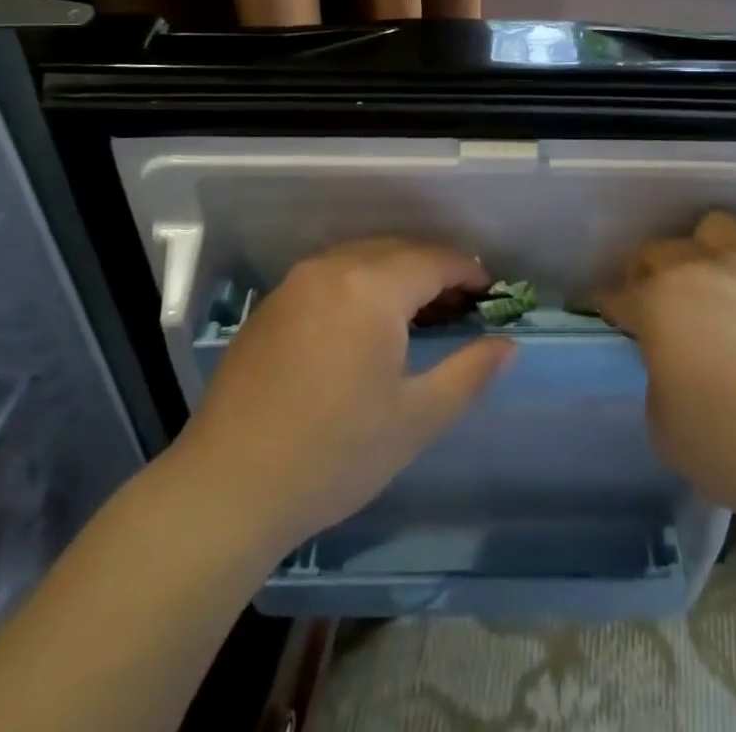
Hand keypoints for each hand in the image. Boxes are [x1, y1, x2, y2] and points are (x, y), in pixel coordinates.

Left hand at [174, 239, 515, 551]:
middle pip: (398, 250)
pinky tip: (365, 322)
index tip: (489, 293)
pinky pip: (330, 274)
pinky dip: (360, 283)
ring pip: (362, 257)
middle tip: (459, 305)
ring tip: (417, 311)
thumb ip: (469, 373)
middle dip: (434, 269)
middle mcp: (333, 268)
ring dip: (396, 273)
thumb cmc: (333, 454)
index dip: (467, 272)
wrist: (228, 487)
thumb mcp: (415, 419)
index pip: (433, 260)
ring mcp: (296, 282)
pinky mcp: (272, 303)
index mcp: (371, 288)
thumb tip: (507, 344)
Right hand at [597, 210, 735, 529]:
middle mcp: (700, 269)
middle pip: (657, 252)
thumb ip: (659, 394)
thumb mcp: (672, 440)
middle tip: (656, 309)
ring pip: (713, 229)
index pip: (618, 296)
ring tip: (711, 285)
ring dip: (702, 251)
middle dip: (646, 275)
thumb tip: (675, 374)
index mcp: (660, 303)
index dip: (609, 308)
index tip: (608, 318)